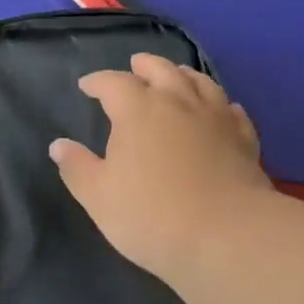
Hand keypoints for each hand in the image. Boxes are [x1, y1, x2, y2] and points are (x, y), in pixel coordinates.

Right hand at [49, 53, 274, 283]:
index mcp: (138, 110)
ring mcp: (215, 118)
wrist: (228, 238)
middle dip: (144, 65)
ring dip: (183, 75)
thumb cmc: (153, 216)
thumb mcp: (99, 197)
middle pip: (160, 69)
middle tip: (135, 66)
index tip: (87, 86)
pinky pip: (233, 111)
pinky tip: (223, 109)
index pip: (113, 82)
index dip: (97, 81)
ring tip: (176, 76)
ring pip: (200, 82)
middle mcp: (177, 102)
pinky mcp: (244, 139)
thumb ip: (77, 168)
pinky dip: (223, 104)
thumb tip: (58, 145)